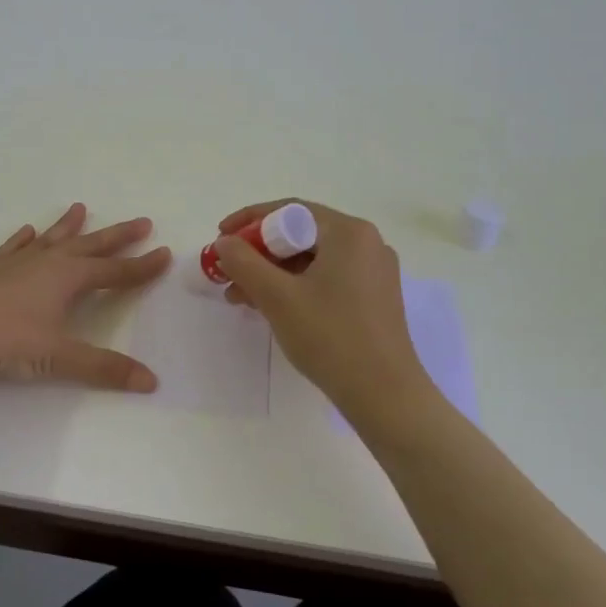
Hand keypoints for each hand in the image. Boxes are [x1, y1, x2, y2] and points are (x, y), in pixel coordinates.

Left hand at [0, 203, 170, 391]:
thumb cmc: (6, 340)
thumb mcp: (59, 358)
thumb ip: (104, 368)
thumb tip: (151, 381)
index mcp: (68, 278)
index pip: (115, 271)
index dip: (141, 266)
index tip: (164, 253)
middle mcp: (46, 263)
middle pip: (90, 245)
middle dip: (117, 236)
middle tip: (141, 222)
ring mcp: (16, 263)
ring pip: (51, 239)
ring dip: (69, 226)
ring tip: (81, 208)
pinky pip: (13, 248)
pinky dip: (23, 239)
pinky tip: (26, 231)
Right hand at [213, 199, 431, 429]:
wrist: (385, 395)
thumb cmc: (330, 337)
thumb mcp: (277, 297)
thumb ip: (244, 262)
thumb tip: (225, 242)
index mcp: (348, 232)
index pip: (289, 210)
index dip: (249, 220)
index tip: (220, 237)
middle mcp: (366, 243)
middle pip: (300, 234)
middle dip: (258, 253)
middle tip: (228, 272)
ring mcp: (374, 271)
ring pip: (311, 259)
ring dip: (272, 273)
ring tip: (240, 298)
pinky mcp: (374, 297)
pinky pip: (326, 278)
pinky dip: (296, 287)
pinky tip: (271, 308)